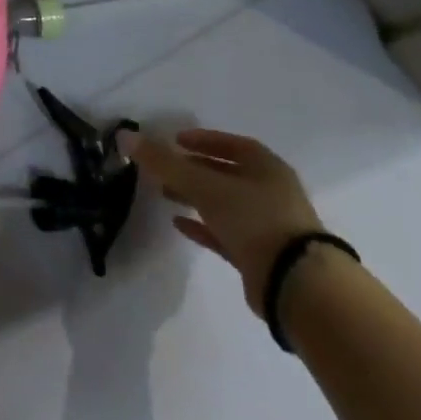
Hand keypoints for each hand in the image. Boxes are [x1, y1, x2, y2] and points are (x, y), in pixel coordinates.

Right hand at [122, 127, 325, 314]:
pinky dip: (202, 226)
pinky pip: (225, 233)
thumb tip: (124, 135)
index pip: (232, 145)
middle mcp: (270, 192)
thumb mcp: (203, 184)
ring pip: (224, 203)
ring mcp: (267, 225)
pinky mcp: (260, 255)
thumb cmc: (253, 219)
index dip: (203, 140)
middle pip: (226, 173)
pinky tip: (178, 225)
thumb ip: (163, 162)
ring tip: (164, 193)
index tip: (175, 140)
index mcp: (266, 167)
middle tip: (163, 168)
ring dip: (195, 197)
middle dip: (193, 169)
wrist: (296, 284)